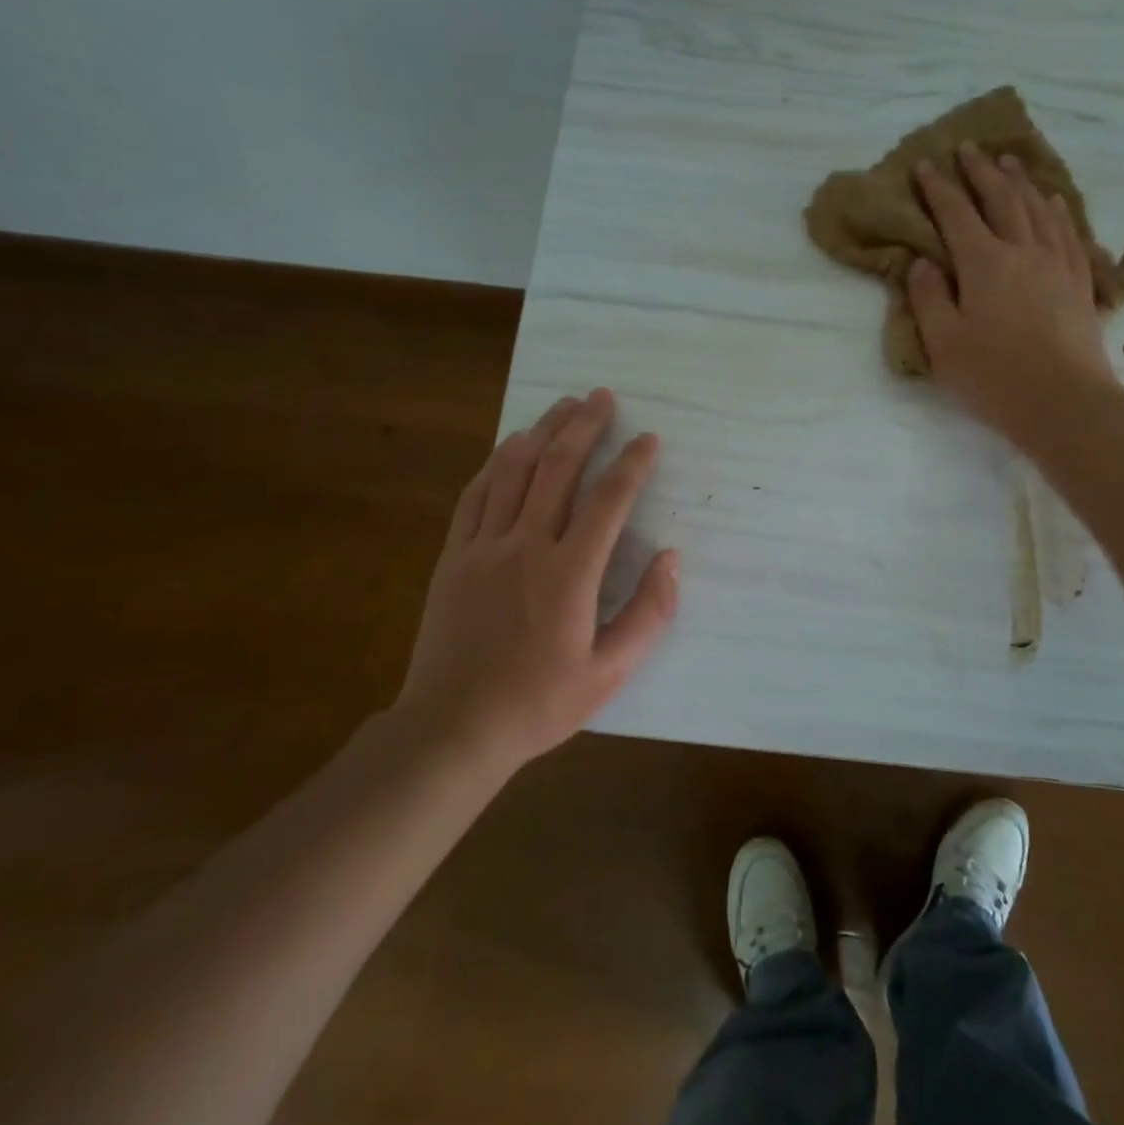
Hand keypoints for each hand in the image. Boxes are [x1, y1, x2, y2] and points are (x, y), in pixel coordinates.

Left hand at [397, 389, 678, 772]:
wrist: (453, 728)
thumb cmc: (539, 703)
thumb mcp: (610, 673)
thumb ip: (649, 614)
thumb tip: (670, 559)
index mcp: (569, 574)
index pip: (608, 501)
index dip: (632, 464)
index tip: (649, 439)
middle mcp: (526, 547)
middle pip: (558, 468)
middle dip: (584, 426)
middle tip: (603, 396)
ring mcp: (483, 547)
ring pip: (514, 471)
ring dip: (541, 431)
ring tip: (563, 405)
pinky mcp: (454, 556)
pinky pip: (476, 494)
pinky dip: (497, 462)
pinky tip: (510, 445)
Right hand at [907, 143, 1119, 443]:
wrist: (1064, 401)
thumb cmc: (994, 377)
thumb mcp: (943, 344)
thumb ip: (928, 298)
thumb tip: (921, 262)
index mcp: (984, 264)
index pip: (956, 214)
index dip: (939, 187)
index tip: (926, 165)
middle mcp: (1023, 251)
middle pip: (1001, 198)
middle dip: (981, 171)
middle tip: (968, 148)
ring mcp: (1056, 263)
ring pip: (1037, 207)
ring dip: (1019, 181)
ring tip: (1008, 160)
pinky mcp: (1079, 281)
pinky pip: (1067, 230)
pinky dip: (1054, 208)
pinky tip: (1051, 201)